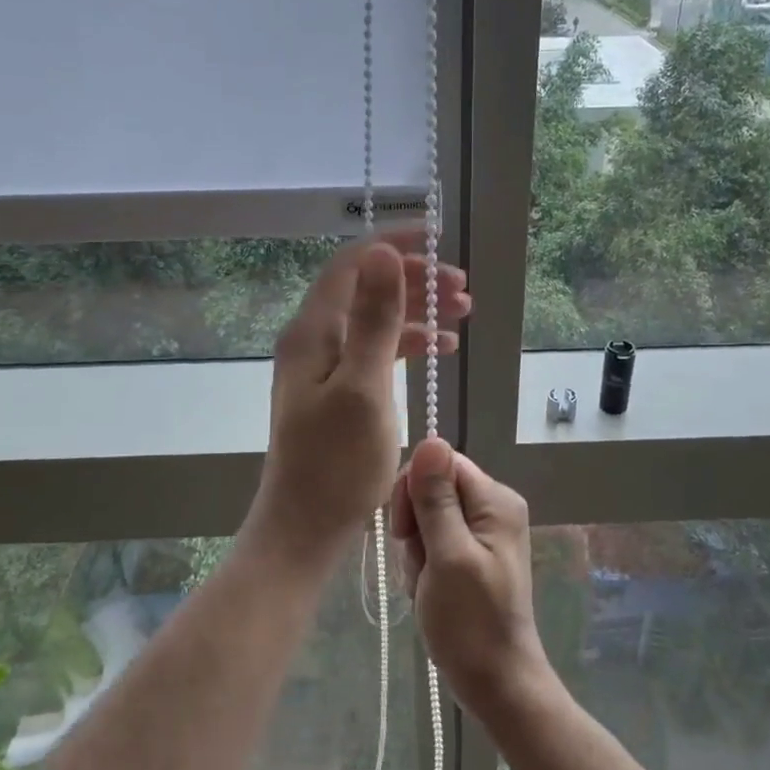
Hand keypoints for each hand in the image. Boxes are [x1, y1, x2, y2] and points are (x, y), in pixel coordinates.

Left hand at [245, 232, 469, 564]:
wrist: (305, 527)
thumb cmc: (337, 463)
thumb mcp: (363, 386)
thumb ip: (374, 318)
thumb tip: (382, 252)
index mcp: (313, 331)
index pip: (353, 264)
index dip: (396, 244)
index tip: (441, 242)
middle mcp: (313, 339)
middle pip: (366, 288)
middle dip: (415, 280)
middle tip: (463, 288)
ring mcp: (323, 366)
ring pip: (375, 320)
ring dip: (417, 312)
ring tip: (463, 315)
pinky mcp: (336, 391)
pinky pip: (376, 351)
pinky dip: (408, 344)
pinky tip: (440, 350)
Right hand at [392, 438, 549, 711]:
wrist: (494, 682)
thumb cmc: (472, 622)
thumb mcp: (448, 555)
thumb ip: (436, 498)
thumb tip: (430, 439)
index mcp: (495, 500)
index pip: (441, 464)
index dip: (415, 490)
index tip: (405, 531)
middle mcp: (493, 508)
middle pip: (433, 489)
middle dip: (414, 525)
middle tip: (420, 564)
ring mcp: (483, 533)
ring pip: (427, 517)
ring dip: (416, 550)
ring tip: (425, 583)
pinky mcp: (470, 555)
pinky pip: (433, 541)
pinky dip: (423, 564)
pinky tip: (427, 590)